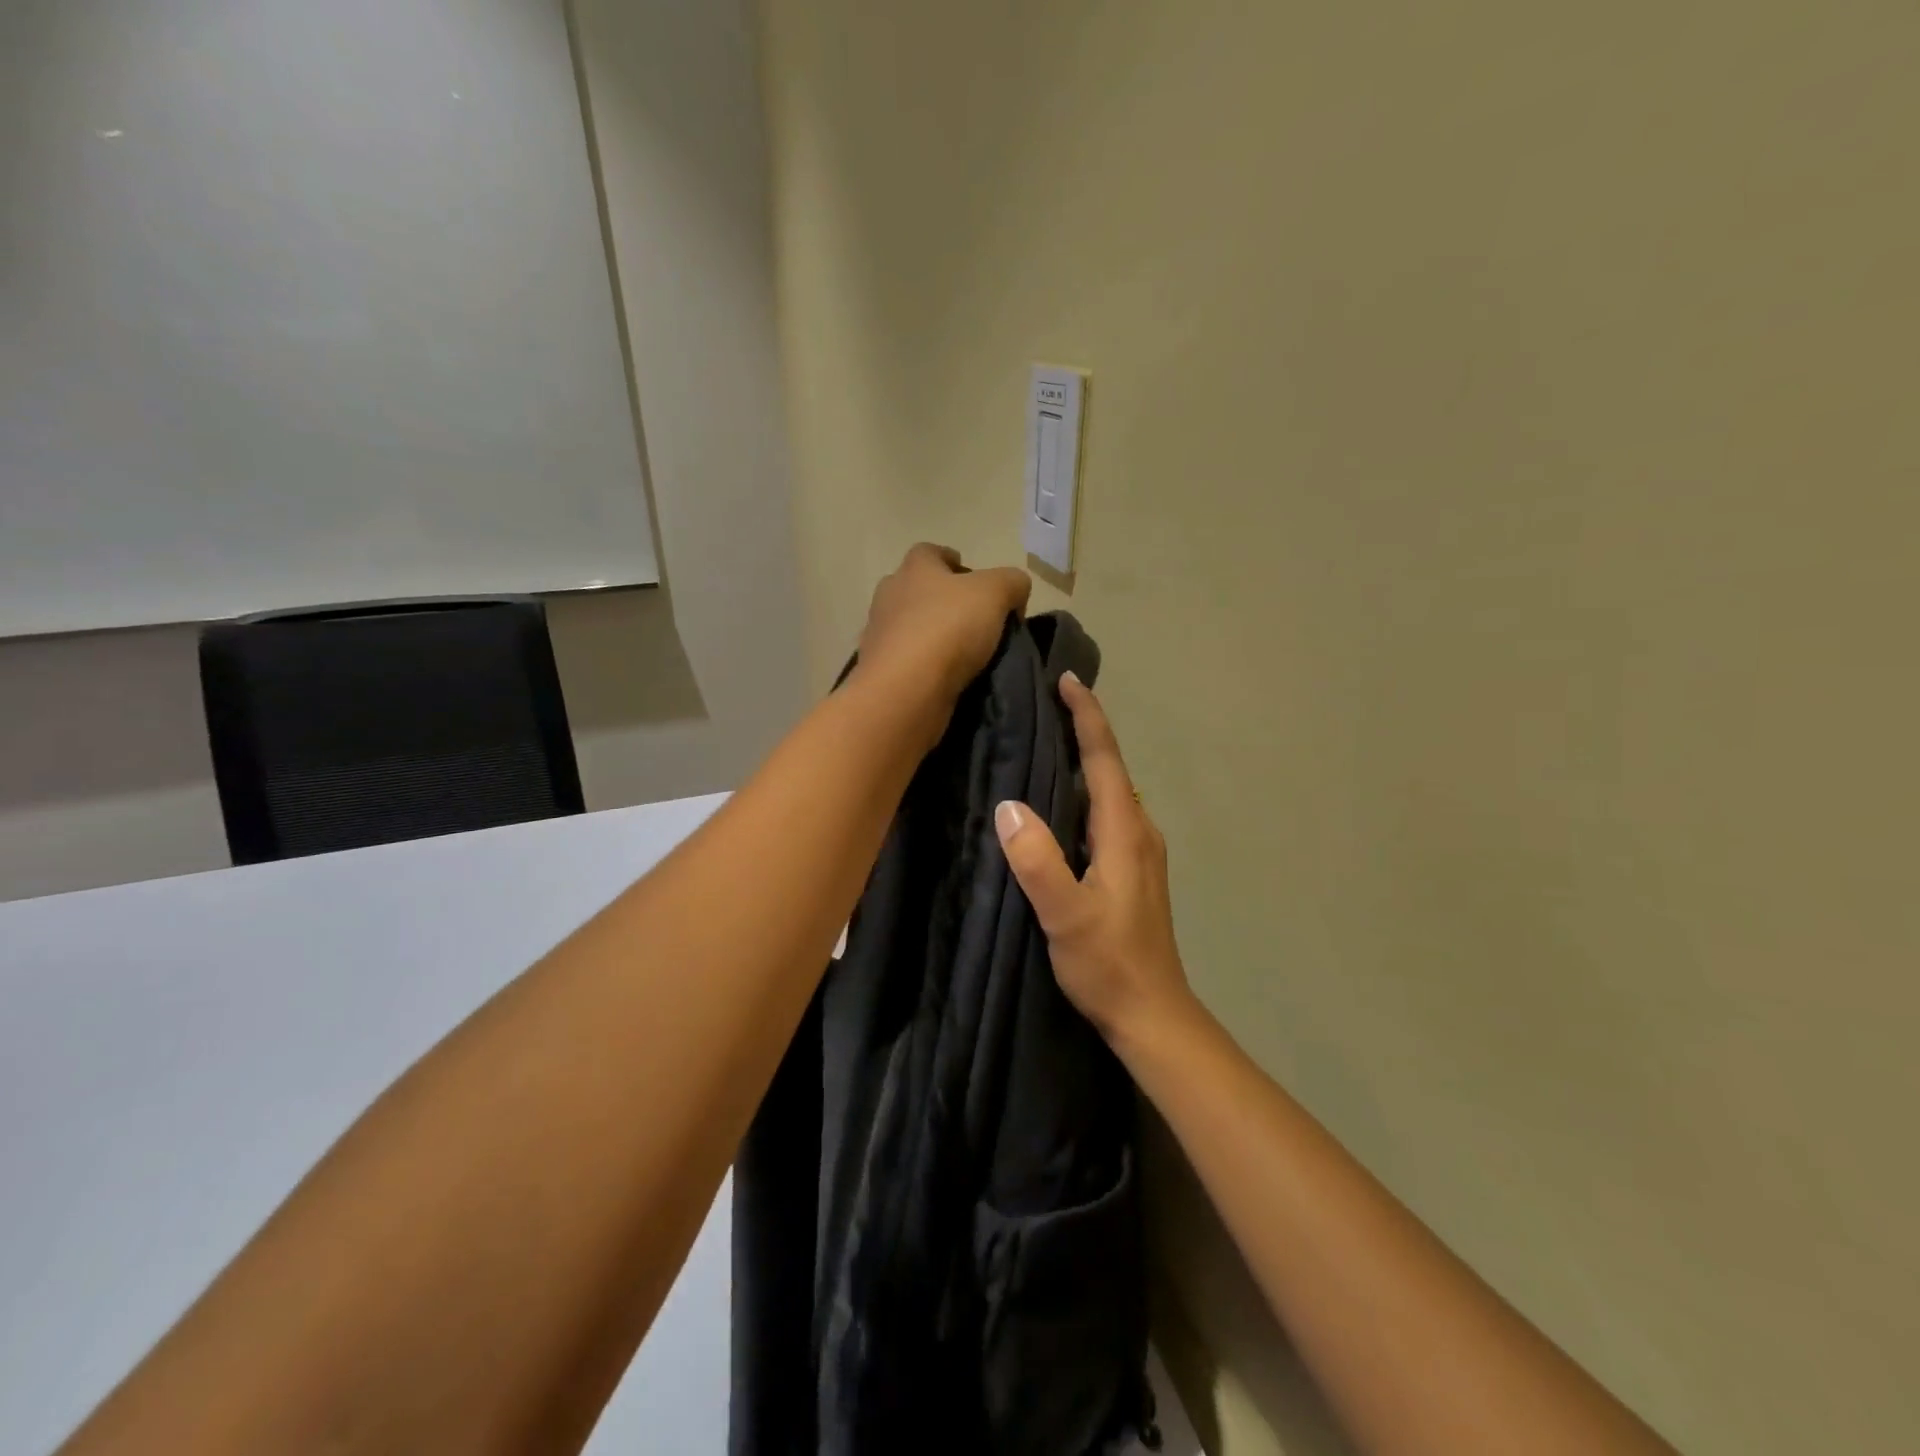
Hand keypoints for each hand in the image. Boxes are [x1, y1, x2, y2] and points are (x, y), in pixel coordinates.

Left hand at [857, 544, 1031, 705]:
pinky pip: (906, 661)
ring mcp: (880, 635)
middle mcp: (890, 596)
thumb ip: (1011, 582)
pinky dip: (923, 665)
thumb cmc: (948, 628)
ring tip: (963, 653)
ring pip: (909, 626)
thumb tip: (1015, 590)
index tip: (971, 576)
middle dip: (941, 599)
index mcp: (914, 569)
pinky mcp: (880, 671)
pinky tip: (945, 677)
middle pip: (916, 589)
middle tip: (973, 618)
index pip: (929, 552)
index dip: (951, 559)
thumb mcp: (995, 593)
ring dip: (931, 634)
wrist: (906, 690)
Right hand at [993, 673, 1196, 1053]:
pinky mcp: (1132, 871)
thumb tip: (1008, 807)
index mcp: (1124, 832)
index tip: (1066, 680)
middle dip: (1084, 729)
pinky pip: (1105, 813)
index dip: (1087, 716)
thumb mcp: (1066, 916)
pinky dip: (1084, 791)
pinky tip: (1058, 801)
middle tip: (1045, 702)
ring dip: (1084, 759)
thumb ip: (1039, 862)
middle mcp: (1138, 831)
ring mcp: (1139, 852)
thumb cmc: (1110, 965)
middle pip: (1110, 767)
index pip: (1104, 759)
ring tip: (1045, 740)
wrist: (1153, 1015)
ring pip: (1109, 790)